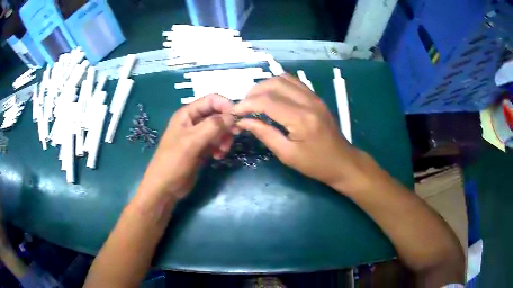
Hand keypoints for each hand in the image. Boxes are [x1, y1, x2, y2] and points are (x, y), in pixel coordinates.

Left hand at [137, 94, 234, 200]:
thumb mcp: (192, 142)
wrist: (165, 188)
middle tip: (233, 137)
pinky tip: (218, 156)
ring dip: (224, 138)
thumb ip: (212, 126)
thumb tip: (233, 116)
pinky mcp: (201, 149)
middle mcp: (193, 121)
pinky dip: (220, 147)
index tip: (237, 119)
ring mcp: (197, 136)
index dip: (226, 106)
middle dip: (227, 125)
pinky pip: (216, 142)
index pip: (211, 100)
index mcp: (187, 114)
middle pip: (217, 114)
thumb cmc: (174, 162)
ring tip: (222, 151)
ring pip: (219, 129)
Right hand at [232, 74, 368, 190]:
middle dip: (254, 92)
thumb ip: (264, 134)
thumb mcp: (287, 154)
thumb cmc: (315, 164)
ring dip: (265, 86)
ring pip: (283, 78)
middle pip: (274, 84)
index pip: (267, 101)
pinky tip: (272, 96)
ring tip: (255, 100)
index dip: (246, 104)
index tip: (234, 112)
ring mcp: (314, 97)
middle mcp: (308, 101)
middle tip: (244, 107)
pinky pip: (294, 82)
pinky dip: (278, 85)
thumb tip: (243, 121)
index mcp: (301, 119)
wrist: (342, 161)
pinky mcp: (316, 97)